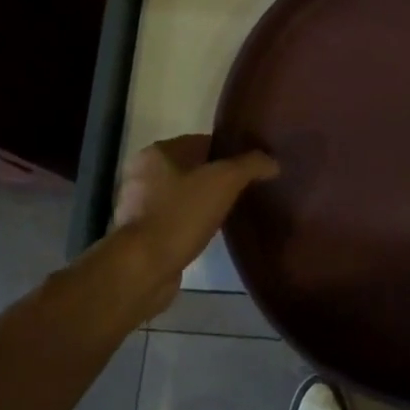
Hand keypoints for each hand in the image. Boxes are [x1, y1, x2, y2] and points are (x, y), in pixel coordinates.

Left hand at [109, 135, 278, 317]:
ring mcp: (137, 206)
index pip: (201, 142)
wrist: (143, 268)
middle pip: (190, 168)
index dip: (229, 152)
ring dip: (202, 202)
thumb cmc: (180, 214)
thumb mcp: (224, 181)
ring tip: (230, 211)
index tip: (251, 166)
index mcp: (157, 152)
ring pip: (181, 195)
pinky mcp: (139, 235)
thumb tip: (272, 162)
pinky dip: (190, 223)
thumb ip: (251, 165)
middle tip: (245, 189)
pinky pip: (173, 220)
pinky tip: (208, 233)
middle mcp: (142, 174)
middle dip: (216, 178)